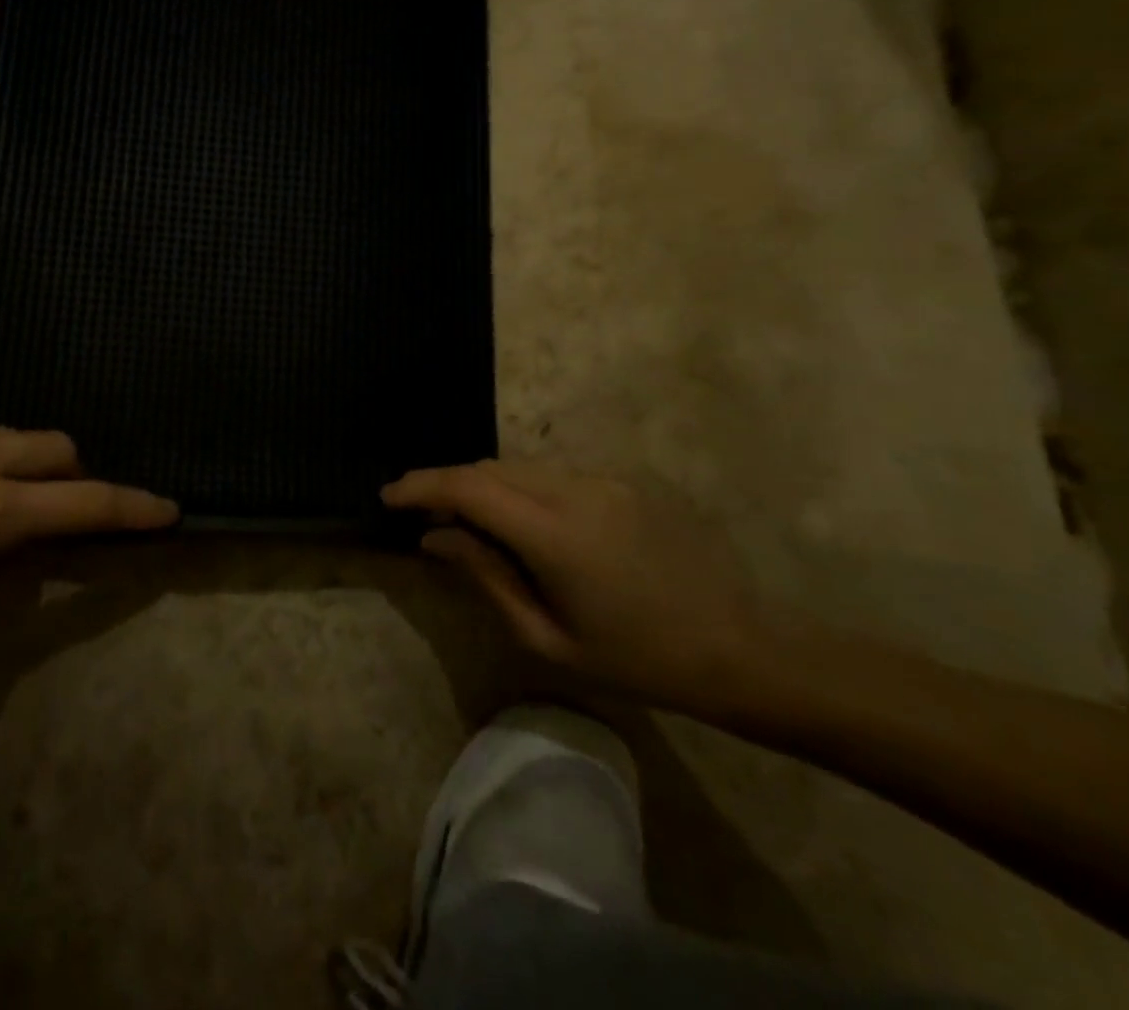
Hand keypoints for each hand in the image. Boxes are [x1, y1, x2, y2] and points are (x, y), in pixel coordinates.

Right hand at [384, 460, 764, 712]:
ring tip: (472, 524)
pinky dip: (523, 490)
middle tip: (424, 516)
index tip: (388, 496)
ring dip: (486, 487)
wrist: (740, 649)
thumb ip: (485, 577)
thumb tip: (433, 538)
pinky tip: (529, 526)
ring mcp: (604, 478)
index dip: (421, 485)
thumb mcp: (548, 638)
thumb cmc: (638, 661)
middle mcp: (576, 489)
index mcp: (555, 534)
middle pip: (490, 468)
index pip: (468, 487)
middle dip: (448, 485)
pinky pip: (555, 475)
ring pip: (521, 467)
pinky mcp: (624, 480)